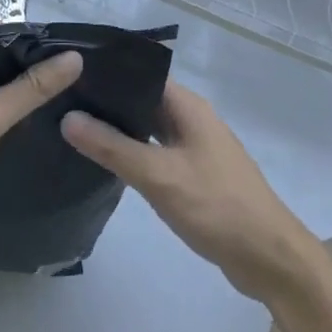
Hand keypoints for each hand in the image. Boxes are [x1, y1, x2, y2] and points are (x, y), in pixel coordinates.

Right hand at [62, 82, 326, 303]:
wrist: (269, 258)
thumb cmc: (216, 206)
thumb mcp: (158, 175)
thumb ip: (112, 146)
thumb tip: (68, 117)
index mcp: (188, 107)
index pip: (141, 74)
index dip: (107, 73)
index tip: (68, 75)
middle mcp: (193, 120)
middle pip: (143, 100)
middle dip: (107, 102)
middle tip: (61, 103)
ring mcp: (196, 148)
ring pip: (149, 128)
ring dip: (119, 129)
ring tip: (74, 129)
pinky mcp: (196, 175)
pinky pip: (157, 153)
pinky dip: (133, 153)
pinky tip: (106, 162)